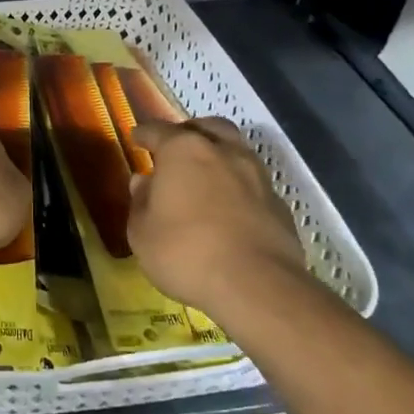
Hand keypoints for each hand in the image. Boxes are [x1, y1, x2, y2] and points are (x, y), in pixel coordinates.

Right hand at [127, 119, 308, 314]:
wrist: (257, 286)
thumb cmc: (185, 252)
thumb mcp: (142, 232)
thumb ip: (140, 202)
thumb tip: (144, 182)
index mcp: (183, 150)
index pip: (158, 131)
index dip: (144, 134)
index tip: (135, 137)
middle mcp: (223, 152)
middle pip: (207, 127)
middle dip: (189, 131)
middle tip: (175, 147)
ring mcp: (256, 176)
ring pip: (236, 150)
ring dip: (219, 155)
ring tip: (204, 175)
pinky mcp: (278, 204)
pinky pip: (252, 182)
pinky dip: (237, 185)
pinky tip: (228, 206)